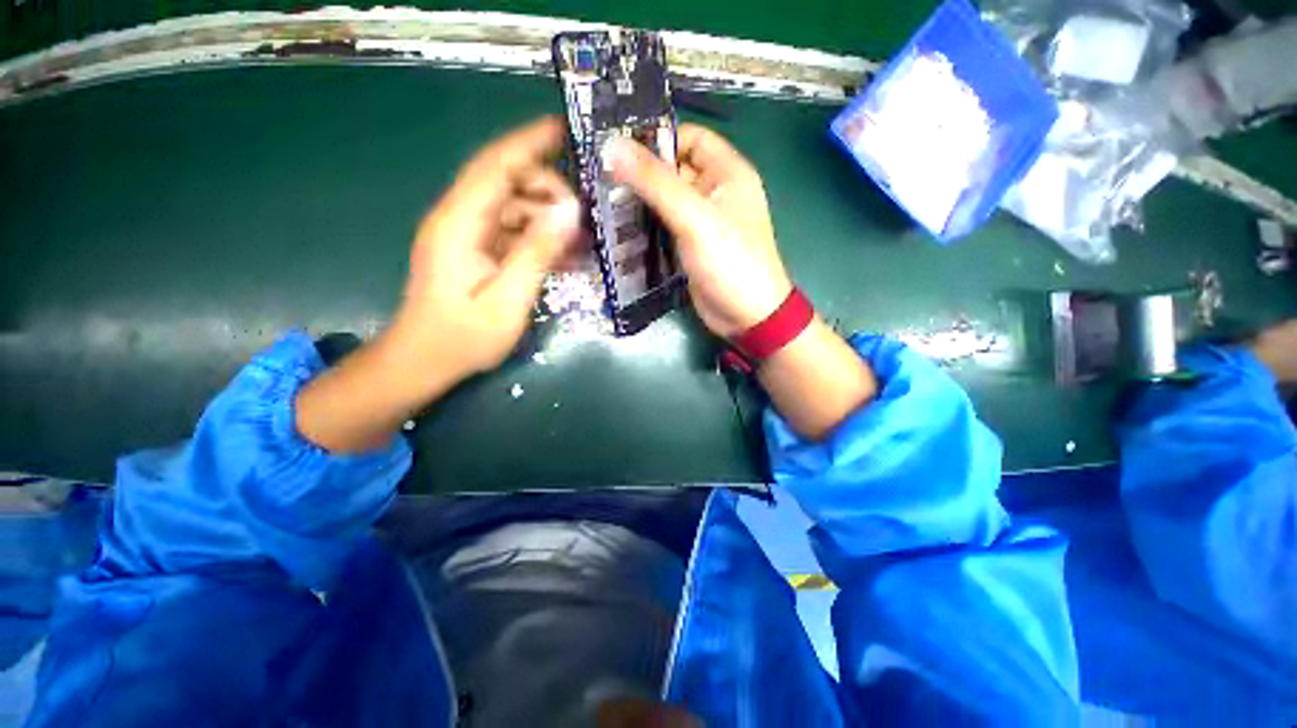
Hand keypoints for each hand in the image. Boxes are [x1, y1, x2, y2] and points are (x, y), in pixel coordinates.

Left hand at [394, 115, 580, 380]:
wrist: (424, 361)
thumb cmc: (463, 337)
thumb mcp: (508, 300)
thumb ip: (537, 254)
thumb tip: (570, 214)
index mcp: (460, 223)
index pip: (496, 166)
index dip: (530, 143)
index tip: (564, 128)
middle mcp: (460, 219)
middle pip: (508, 183)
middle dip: (549, 191)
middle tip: (585, 216)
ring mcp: (467, 235)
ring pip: (514, 208)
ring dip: (548, 218)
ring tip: (582, 239)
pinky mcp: (475, 251)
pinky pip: (512, 232)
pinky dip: (538, 238)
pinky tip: (564, 254)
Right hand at [606, 124, 792, 337]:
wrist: (746, 316)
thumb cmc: (730, 261)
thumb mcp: (694, 217)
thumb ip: (655, 182)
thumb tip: (612, 145)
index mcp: (727, 173)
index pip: (689, 138)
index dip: (657, 138)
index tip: (617, 147)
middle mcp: (714, 192)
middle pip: (673, 170)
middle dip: (640, 173)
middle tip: (598, 177)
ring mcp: (701, 222)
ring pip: (665, 200)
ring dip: (639, 201)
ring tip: (600, 200)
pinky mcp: (689, 246)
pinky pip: (664, 226)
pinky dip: (644, 225)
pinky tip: (617, 227)